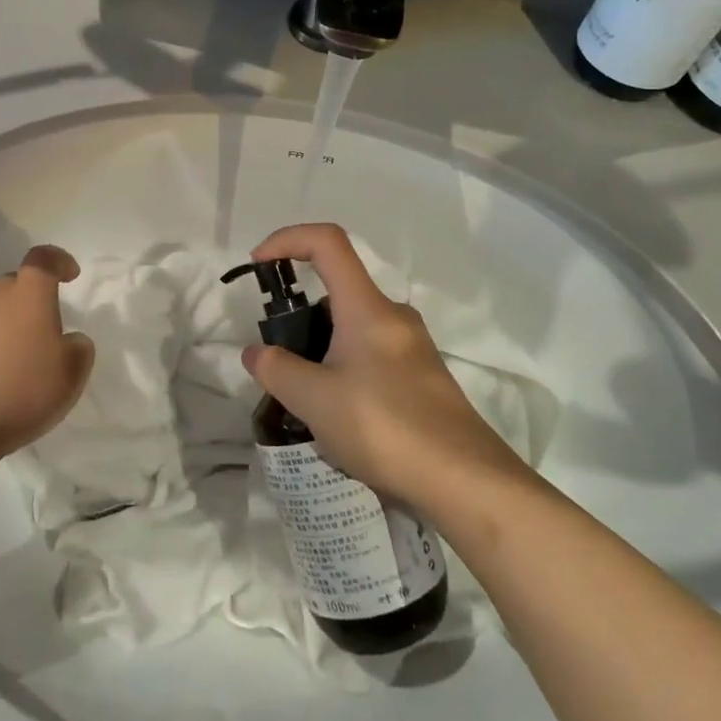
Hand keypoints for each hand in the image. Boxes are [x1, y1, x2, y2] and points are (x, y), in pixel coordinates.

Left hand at [0, 245, 95, 458]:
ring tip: (15, 364)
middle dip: (29, 300)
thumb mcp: (72, 374)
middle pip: (13, 286)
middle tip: (43, 331)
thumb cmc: (22, 393)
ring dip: (4, 329)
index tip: (70, 275)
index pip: (42, 259)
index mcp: (28, 297)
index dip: (58, 260)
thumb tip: (70, 340)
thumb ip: (79, 348)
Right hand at [241, 223, 523, 511]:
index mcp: (367, 307)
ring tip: (306, 401)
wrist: (464, 480)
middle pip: (337, 292)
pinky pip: (371, 356)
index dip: (287, 239)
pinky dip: (345, 370)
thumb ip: (277, 370)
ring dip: (321, 350)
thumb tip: (256, 353)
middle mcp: (392, 316)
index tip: (259, 265)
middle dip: (300, 317)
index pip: (327, 242)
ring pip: (353, 329)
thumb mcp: (315, 401)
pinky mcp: (421, 377)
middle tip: (280, 363)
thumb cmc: (384, 427)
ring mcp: (412, 347)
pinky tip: (339, 419)